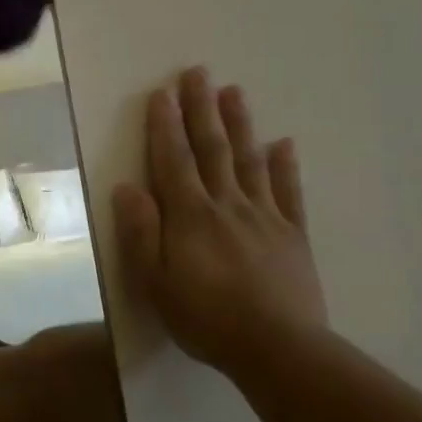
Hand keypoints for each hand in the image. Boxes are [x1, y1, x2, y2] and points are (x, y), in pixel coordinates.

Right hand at [113, 69, 327, 379]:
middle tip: (198, 72)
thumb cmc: (206, 318)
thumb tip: (127, 187)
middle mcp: (227, 205)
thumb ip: (141, 232)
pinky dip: (285, 166)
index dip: (165, 126)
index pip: (174, 160)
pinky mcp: (293, 235)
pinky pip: (289, 193)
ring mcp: (265, 217)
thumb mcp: (155, 282)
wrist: (277, 349)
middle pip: (212, 149)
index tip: (162, 92)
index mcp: (191, 216)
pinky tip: (283, 144)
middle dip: (202, 110)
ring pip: (249, 161)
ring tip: (234, 92)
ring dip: (240, 124)